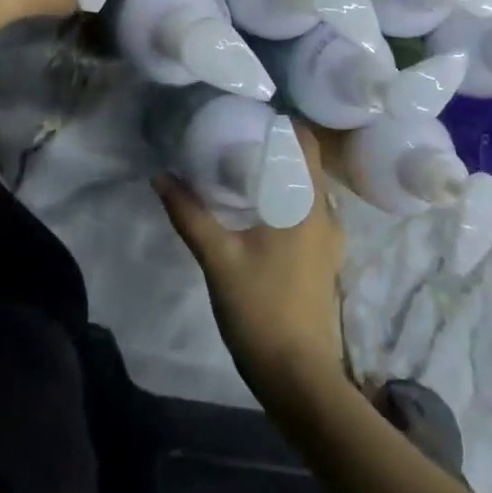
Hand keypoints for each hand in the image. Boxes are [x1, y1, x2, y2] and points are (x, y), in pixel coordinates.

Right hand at [156, 123, 347, 401]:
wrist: (299, 379)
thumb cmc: (261, 311)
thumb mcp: (218, 260)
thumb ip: (190, 215)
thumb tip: (161, 176)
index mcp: (308, 204)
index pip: (306, 142)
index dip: (283, 123)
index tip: (250, 113)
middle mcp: (327, 214)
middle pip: (308, 164)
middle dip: (278, 148)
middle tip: (238, 136)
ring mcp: (330, 240)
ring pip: (310, 190)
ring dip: (284, 175)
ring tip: (246, 168)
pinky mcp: (325, 261)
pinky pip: (310, 213)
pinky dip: (289, 201)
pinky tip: (260, 210)